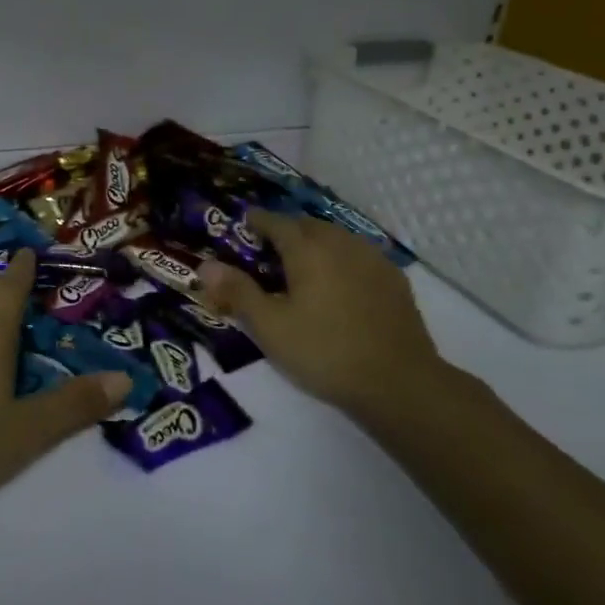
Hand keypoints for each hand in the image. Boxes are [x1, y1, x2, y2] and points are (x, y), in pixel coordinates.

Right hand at [199, 212, 468, 423]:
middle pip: (307, 225)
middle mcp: (340, 243)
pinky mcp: (394, 280)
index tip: (243, 226)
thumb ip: (237, 292)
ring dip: (315, 242)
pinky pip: (358, 255)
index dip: (256, 221)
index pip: (276, 222)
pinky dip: (341, 258)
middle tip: (268, 250)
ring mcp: (372, 259)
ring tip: (302, 265)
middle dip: (286, 230)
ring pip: (336, 237)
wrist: (398, 383)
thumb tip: (205, 265)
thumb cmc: (324, 351)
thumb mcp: (269, 326)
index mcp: (307, 249)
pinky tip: (338, 282)